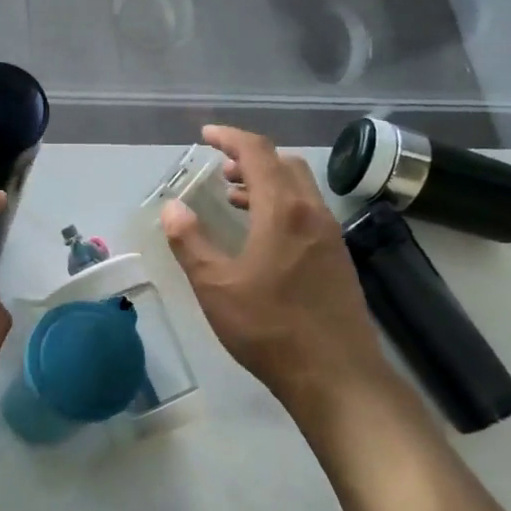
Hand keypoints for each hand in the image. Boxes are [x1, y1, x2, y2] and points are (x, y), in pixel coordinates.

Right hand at [161, 125, 392, 426]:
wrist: (336, 375)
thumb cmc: (269, 327)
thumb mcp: (216, 286)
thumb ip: (190, 243)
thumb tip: (172, 208)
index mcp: (283, 211)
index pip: (258, 153)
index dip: (230, 137)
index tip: (205, 135)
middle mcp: (313, 213)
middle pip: (285, 164)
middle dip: (250, 158)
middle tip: (220, 170)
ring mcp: (331, 236)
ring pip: (299, 190)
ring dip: (267, 183)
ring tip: (235, 197)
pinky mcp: (338, 259)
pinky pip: (307, 213)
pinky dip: (281, 207)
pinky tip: (263, 237)